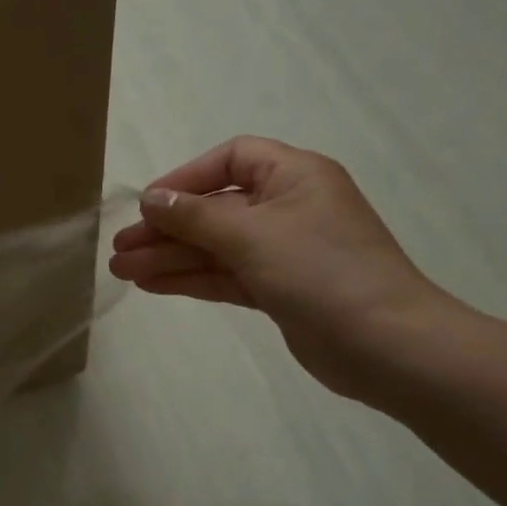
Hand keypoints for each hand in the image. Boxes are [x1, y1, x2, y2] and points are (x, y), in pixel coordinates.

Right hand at [109, 136, 455, 396]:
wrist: (386, 346)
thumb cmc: (321, 271)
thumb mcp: (252, 234)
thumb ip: (195, 216)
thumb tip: (150, 200)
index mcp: (294, 175)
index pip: (231, 159)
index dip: (186, 178)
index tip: (148, 205)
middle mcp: (288, 207)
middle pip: (215, 208)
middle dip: (166, 228)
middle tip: (120, 248)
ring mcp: (284, 251)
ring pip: (215, 246)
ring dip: (171, 256)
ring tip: (123, 271)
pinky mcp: (279, 289)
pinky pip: (226, 274)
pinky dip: (191, 278)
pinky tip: (152, 285)